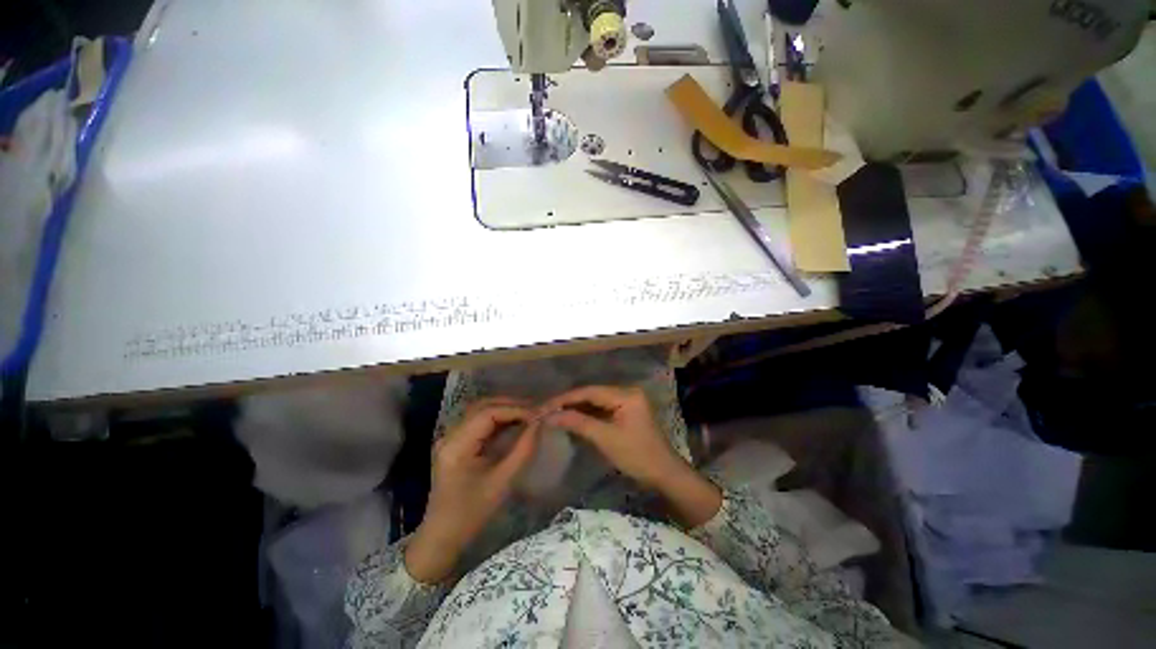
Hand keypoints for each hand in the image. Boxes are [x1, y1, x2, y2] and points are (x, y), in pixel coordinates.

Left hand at [405, 400, 539, 583]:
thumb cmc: (471, 514)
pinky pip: (479, 422)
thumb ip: (523, 449)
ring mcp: (451, 438)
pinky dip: (498, 419)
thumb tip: (539, 423)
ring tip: (528, 414)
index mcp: (456, 445)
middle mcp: (450, 435)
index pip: (487, 413)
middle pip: (482, 406)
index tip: (537, 415)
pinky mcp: (456, 443)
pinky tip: (514, 422)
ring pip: (480, 411)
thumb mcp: (501, 482)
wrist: (442, 537)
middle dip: (511, 405)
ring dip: (505, 409)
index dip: (514, 409)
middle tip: (536, 410)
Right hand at [543, 386, 680, 489]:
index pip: (589, 391)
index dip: (566, 398)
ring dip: (576, 408)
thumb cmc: (637, 456)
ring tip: (554, 414)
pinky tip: (572, 419)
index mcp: (626, 394)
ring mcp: (627, 401)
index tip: (545, 406)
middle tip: (546, 410)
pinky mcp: (626, 412)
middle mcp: (627, 392)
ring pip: (596, 402)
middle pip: (592, 394)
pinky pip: (602, 409)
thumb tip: (550, 416)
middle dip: (569, 402)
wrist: (664, 474)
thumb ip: (578, 423)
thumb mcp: (606, 438)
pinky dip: (587, 415)